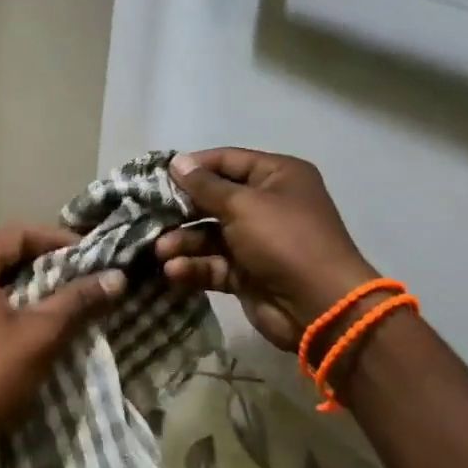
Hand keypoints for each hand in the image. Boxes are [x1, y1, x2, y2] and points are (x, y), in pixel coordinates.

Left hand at [0, 227, 123, 467]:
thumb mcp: (41, 335)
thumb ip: (78, 300)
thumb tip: (117, 277)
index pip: (15, 235)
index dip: (56, 240)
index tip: (90, 254)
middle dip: (41, 262)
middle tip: (79, 274)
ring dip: (23, 284)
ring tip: (60, 295)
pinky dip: (3, 303)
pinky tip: (28, 320)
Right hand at [156, 148, 378, 351]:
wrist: (318, 305)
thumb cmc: (284, 241)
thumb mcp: (243, 205)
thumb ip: (205, 186)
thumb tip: (176, 162)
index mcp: (277, 177)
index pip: (227, 161)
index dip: (193, 168)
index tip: (157, 177)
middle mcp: (267, 205)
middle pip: (214, 200)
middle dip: (182, 211)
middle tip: (149, 216)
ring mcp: (256, 241)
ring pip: (209, 235)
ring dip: (183, 242)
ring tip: (161, 252)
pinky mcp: (246, 273)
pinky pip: (214, 264)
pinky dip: (194, 267)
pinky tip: (174, 272)